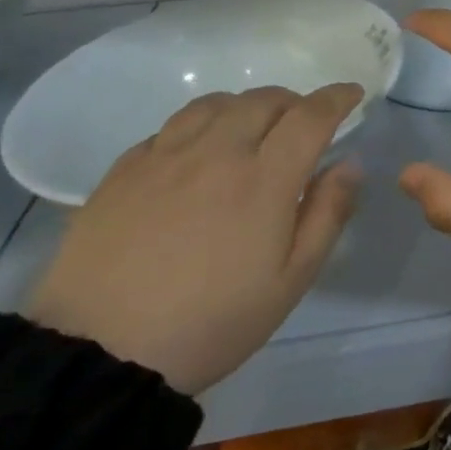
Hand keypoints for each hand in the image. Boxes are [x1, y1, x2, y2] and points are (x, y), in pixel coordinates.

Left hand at [28, 84, 362, 394]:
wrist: (98, 356)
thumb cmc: (212, 322)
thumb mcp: (291, 280)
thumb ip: (328, 213)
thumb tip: (349, 163)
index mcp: (264, 179)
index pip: (310, 115)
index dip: (337, 97)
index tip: (352, 93)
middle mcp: (216, 153)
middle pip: (263, 99)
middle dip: (294, 101)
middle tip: (302, 123)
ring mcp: (164, 158)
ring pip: (214, 104)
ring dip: (244, 106)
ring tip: (250, 129)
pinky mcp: (122, 172)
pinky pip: (168, 129)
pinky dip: (197, 128)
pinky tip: (195, 154)